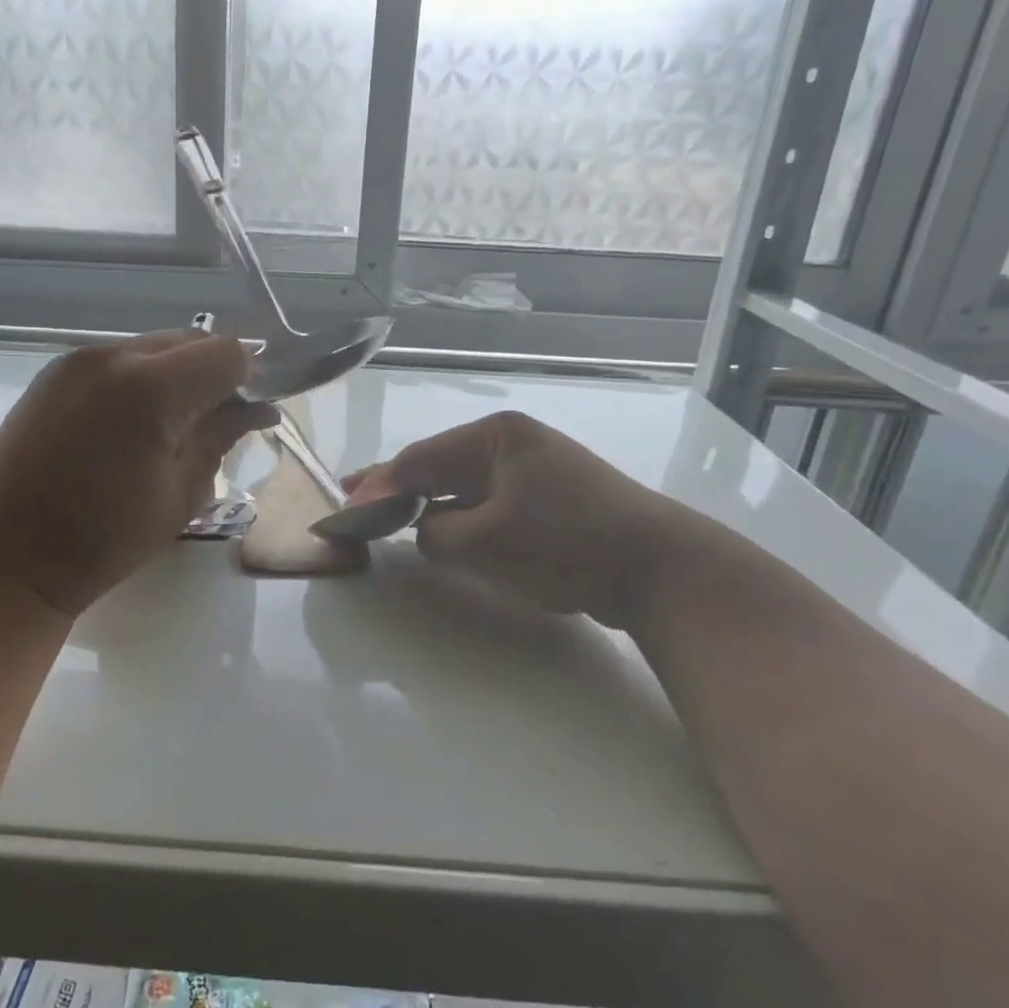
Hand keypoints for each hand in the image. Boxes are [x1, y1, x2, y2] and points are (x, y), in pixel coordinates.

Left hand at [0, 332, 276, 617]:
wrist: (11, 554)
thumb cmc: (106, 538)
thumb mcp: (182, 493)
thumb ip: (222, 437)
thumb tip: (260, 409)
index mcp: (152, 389)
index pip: (226, 352)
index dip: (247, 378)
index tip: (244, 413)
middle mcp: (114, 356)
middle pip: (189, 341)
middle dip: (212, 373)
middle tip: (210, 422)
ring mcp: (78, 359)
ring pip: (152, 347)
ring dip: (174, 375)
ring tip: (164, 426)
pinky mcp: (55, 371)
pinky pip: (116, 359)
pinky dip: (137, 379)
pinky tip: (126, 423)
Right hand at [344, 411, 689, 628]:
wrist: (662, 569)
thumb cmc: (565, 543)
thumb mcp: (485, 542)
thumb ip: (436, 534)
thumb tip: (423, 530)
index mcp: (495, 437)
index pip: (420, 459)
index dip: (379, 485)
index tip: (345, 507)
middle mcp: (513, 443)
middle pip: (440, 465)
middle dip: (398, 487)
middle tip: (356, 501)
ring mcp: (537, 469)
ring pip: (465, 485)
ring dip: (430, 503)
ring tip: (390, 517)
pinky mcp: (553, 498)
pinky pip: (490, 502)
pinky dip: (463, 516)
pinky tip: (446, 531)